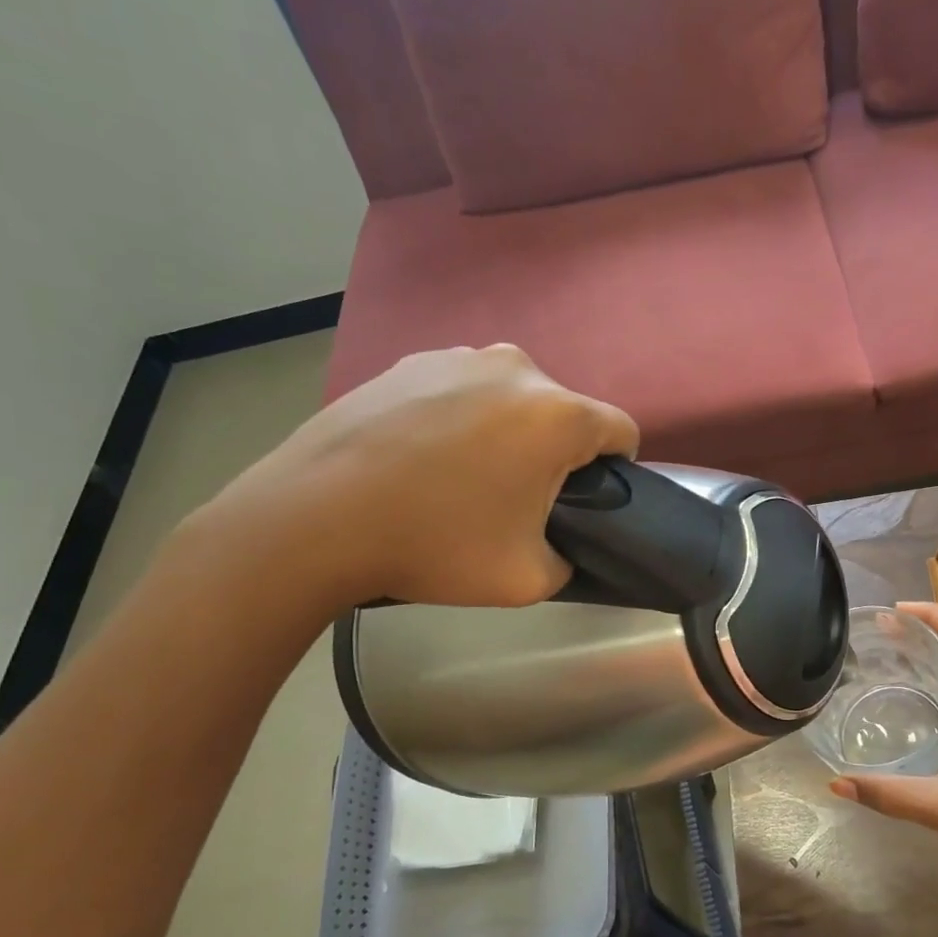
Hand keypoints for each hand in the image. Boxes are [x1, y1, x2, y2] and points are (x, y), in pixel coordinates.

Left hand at [187, 344, 637, 614]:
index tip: (587, 500)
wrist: (316, 517)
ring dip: (506, 431)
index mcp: (557, 415)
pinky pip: (461, 390)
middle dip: (555, 452)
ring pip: (511, 398)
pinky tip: (420, 457)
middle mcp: (516, 369)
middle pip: (563, 412)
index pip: (621, 431)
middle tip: (515, 500)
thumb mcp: (526, 579)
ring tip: (461, 476)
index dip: (617, 469)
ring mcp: (458, 357)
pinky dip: (459, 418)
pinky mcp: (410, 361)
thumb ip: (568, 559)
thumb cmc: (434, 544)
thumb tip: (560, 542)